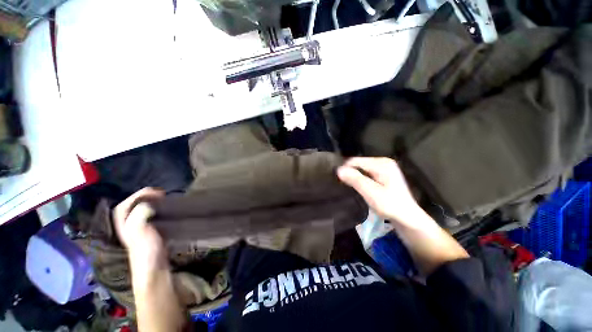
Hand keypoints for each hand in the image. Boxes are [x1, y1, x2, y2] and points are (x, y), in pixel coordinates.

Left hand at [113, 188, 167, 275]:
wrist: (156, 268)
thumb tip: (148, 204)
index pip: (125, 205)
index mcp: (124, 225)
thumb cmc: (146, 251)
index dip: (139, 196)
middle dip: (147, 198)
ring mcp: (141, 230)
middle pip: (134, 207)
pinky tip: (168, 211)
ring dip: (154, 204)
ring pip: (144, 212)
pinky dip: (160, 211)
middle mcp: (130, 226)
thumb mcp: (139, 233)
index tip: (157, 193)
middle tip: (163, 195)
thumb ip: (139, 216)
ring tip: (167, 201)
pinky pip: (154, 217)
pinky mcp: (152, 233)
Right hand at [338, 157, 468, 274]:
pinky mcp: (383, 174)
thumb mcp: (371, 193)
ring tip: (349, 186)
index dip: (345, 170)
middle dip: (350, 173)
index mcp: (382, 163)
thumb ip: (356, 180)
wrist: (407, 217)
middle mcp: (383, 162)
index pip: (355, 161)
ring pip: (361, 168)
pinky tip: (358, 186)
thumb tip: (338, 169)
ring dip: (354, 176)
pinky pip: (366, 172)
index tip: (339, 181)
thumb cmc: (390, 205)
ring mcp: (384, 168)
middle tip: (344, 185)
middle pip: (358, 163)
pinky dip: (359, 178)